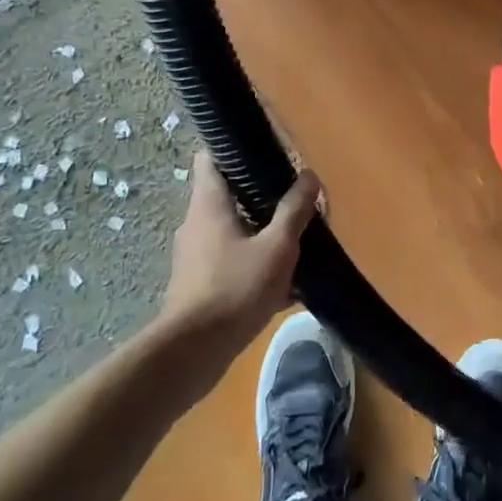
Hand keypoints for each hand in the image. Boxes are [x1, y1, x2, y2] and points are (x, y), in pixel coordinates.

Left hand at [154, 151, 319, 371]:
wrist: (193, 354)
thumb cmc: (235, 289)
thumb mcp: (277, 247)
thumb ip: (294, 210)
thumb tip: (308, 176)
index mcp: (209, 204)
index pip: (211, 157)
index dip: (235, 147)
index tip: (266, 148)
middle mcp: (197, 223)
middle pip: (229, 194)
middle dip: (262, 194)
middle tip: (295, 196)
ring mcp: (196, 255)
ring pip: (235, 230)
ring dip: (263, 232)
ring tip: (298, 238)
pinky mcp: (201, 284)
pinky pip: (234, 262)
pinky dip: (257, 264)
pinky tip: (288, 283)